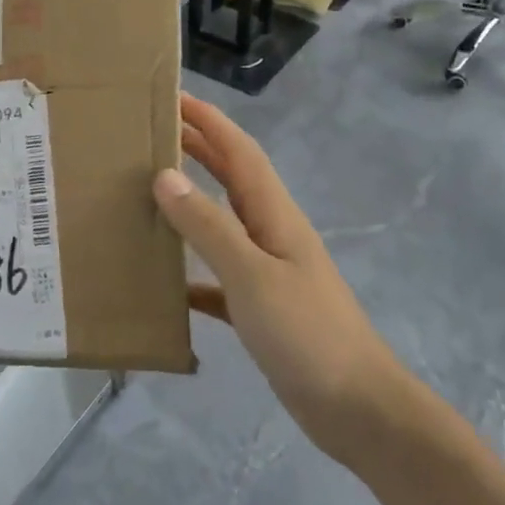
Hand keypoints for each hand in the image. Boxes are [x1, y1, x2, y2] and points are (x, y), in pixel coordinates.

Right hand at [153, 96, 403, 464]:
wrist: (357, 409)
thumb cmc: (307, 333)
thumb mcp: (251, 275)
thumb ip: (208, 226)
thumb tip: (164, 176)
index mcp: (274, 214)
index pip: (238, 151)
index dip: (208, 120)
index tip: (172, 96)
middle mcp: (272, 233)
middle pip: (231, 178)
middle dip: (198, 149)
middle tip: (151, 133)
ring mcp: (269, 271)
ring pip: (222, 223)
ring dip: (190, 204)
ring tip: (147, 195)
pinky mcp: (262, 309)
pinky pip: (218, 278)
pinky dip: (193, 271)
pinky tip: (165, 283)